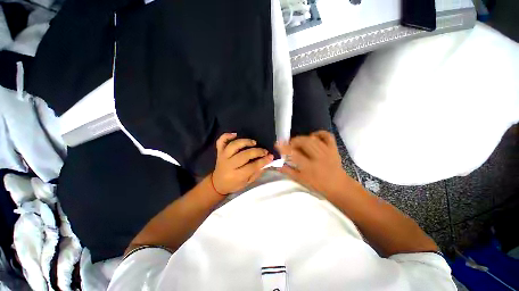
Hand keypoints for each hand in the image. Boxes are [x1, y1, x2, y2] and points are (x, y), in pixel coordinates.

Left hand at [212, 133, 273, 194]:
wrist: (218, 184)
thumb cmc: (234, 184)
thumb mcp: (247, 183)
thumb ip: (256, 173)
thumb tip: (267, 162)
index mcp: (236, 175)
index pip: (252, 166)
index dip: (263, 161)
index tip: (271, 157)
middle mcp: (229, 165)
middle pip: (244, 155)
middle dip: (257, 152)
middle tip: (264, 151)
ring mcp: (223, 157)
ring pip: (233, 146)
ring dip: (245, 142)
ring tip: (254, 142)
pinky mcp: (219, 152)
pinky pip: (220, 141)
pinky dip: (226, 136)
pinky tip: (235, 134)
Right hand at [276, 130, 347, 195]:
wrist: (338, 186)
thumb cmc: (318, 185)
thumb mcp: (301, 180)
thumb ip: (289, 172)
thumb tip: (278, 166)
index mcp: (309, 167)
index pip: (294, 154)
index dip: (284, 147)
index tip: (277, 143)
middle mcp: (318, 157)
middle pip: (304, 142)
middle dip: (294, 141)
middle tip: (290, 145)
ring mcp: (327, 151)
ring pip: (313, 139)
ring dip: (303, 138)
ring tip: (298, 142)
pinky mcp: (334, 148)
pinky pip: (327, 136)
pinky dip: (319, 133)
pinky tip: (313, 136)